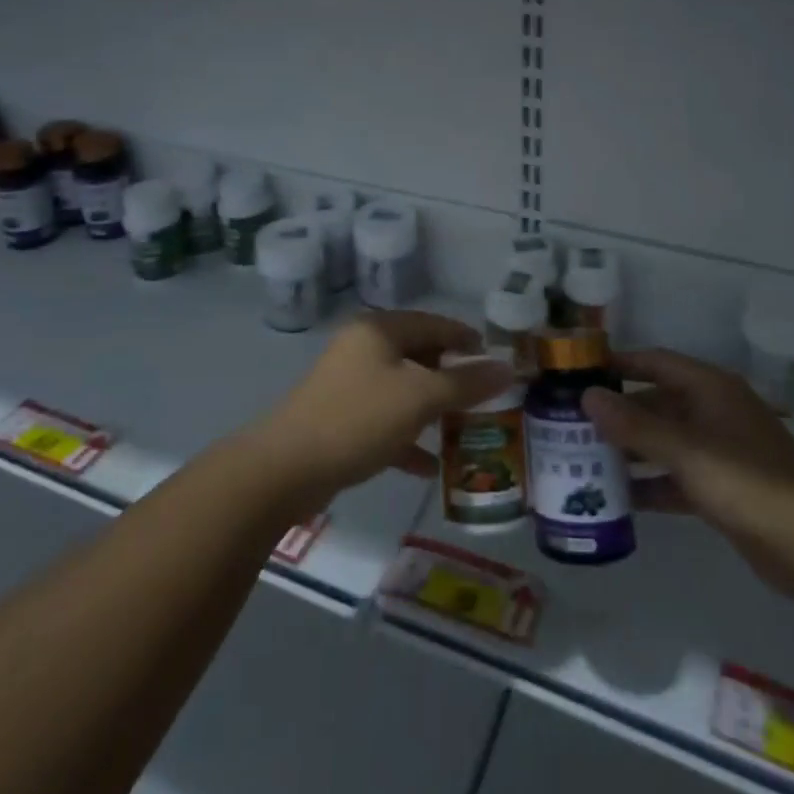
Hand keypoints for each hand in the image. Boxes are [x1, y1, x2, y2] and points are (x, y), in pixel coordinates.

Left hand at [254, 312, 514, 509]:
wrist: (285, 469)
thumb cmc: (358, 419)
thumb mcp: (420, 398)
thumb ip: (465, 383)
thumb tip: (507, 367)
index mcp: (379, 330)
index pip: (434, 323)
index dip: (467, 339)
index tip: (496, 361)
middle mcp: (363, 348)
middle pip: (419, 355)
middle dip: (452, 377)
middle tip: (484, 398)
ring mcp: (349, 384)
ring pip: (403, 390)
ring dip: (433, 409)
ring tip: (465, 429)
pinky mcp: (340, 419)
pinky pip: (385, 421)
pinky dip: (408, 437)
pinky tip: (430, 466)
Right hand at [583, 350, 793, 602]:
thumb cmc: (749, 481)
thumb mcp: (686, 450)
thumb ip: (635, 425)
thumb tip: (587, 396)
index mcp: (709, 388)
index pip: (654, 362)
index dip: (618, 364)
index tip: (578, 372)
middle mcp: (712, 411)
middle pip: (656, 402)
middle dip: (618, 413)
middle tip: (572, 424)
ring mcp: (719, 451)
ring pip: (664, 441)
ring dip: (631, 450)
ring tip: (584, 460)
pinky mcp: (722, 489)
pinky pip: (676, 477)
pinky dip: (652, 485)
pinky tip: (620, 500)